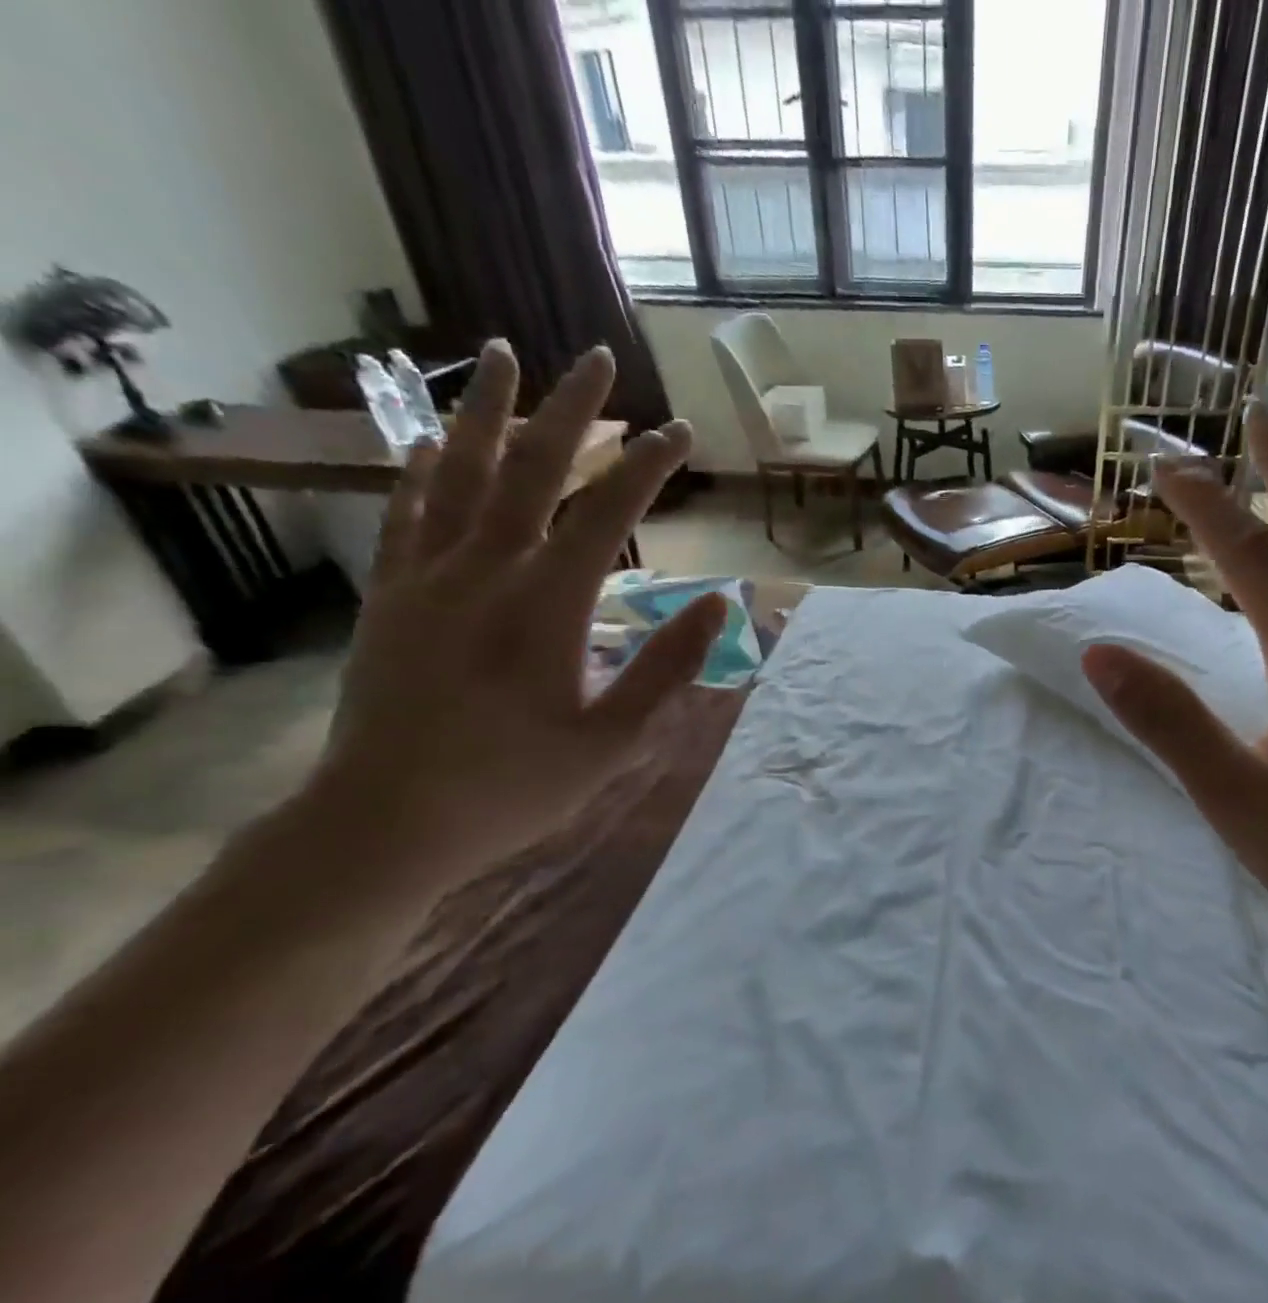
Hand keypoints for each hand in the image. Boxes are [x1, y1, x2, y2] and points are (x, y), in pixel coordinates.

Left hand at [306, 340, 722, 891]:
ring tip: (499, 354)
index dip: (647, 467)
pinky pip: (407, 514)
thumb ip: (667, 667)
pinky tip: (429, 441)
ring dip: (486, 411)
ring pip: (459, 472)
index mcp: (548, 604)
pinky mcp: (391, 597)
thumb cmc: (513, 786)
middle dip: (570, 410)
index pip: (606, 513)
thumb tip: (718, 605)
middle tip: (595, 359)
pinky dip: (421, 470)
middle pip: (531, 469)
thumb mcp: (614, 739)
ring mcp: (428, 577)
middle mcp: (485, 570)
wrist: (387, 821)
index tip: (679, 434)